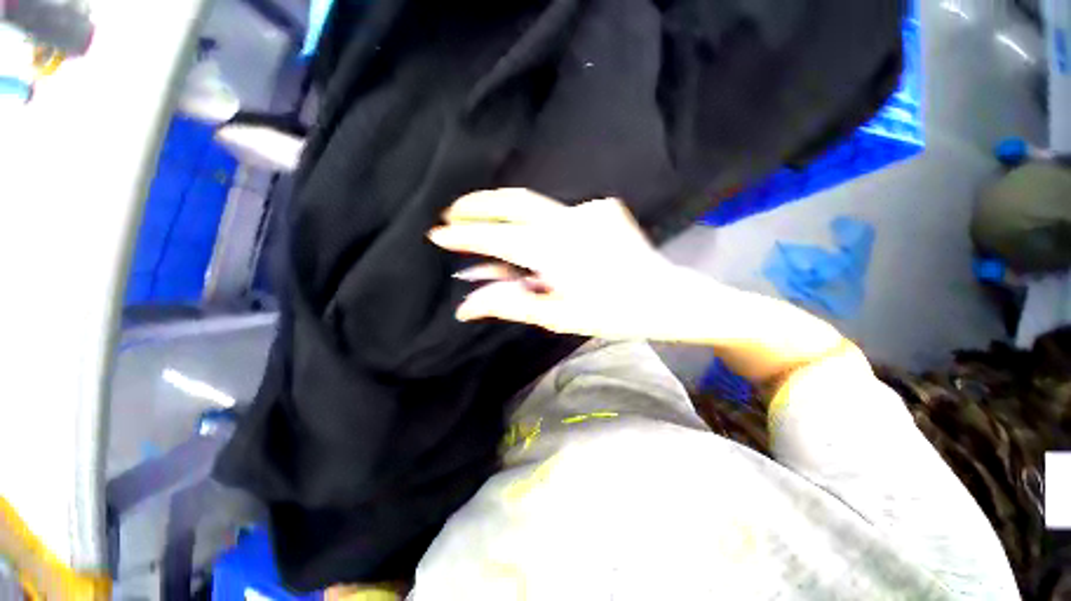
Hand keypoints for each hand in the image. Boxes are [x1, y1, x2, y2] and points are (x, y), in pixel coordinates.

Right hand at [428, 188, 685, 338]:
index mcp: (557, 253)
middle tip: (453, 211)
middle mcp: (571, 222)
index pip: (498, 239)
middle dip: (478, 203)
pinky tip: (536, 238)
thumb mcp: (559, 317)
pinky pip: (559, 211)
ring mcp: (589, 210)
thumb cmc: (614, 314)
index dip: (465, 235)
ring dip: (504, 209)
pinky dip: (537, 221)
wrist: (666, 297)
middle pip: (514, 202)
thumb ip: (511, 304)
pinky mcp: (602, 208)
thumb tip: (466, 306)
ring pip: (534, 202)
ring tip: (482, 220)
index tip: (437, 233)